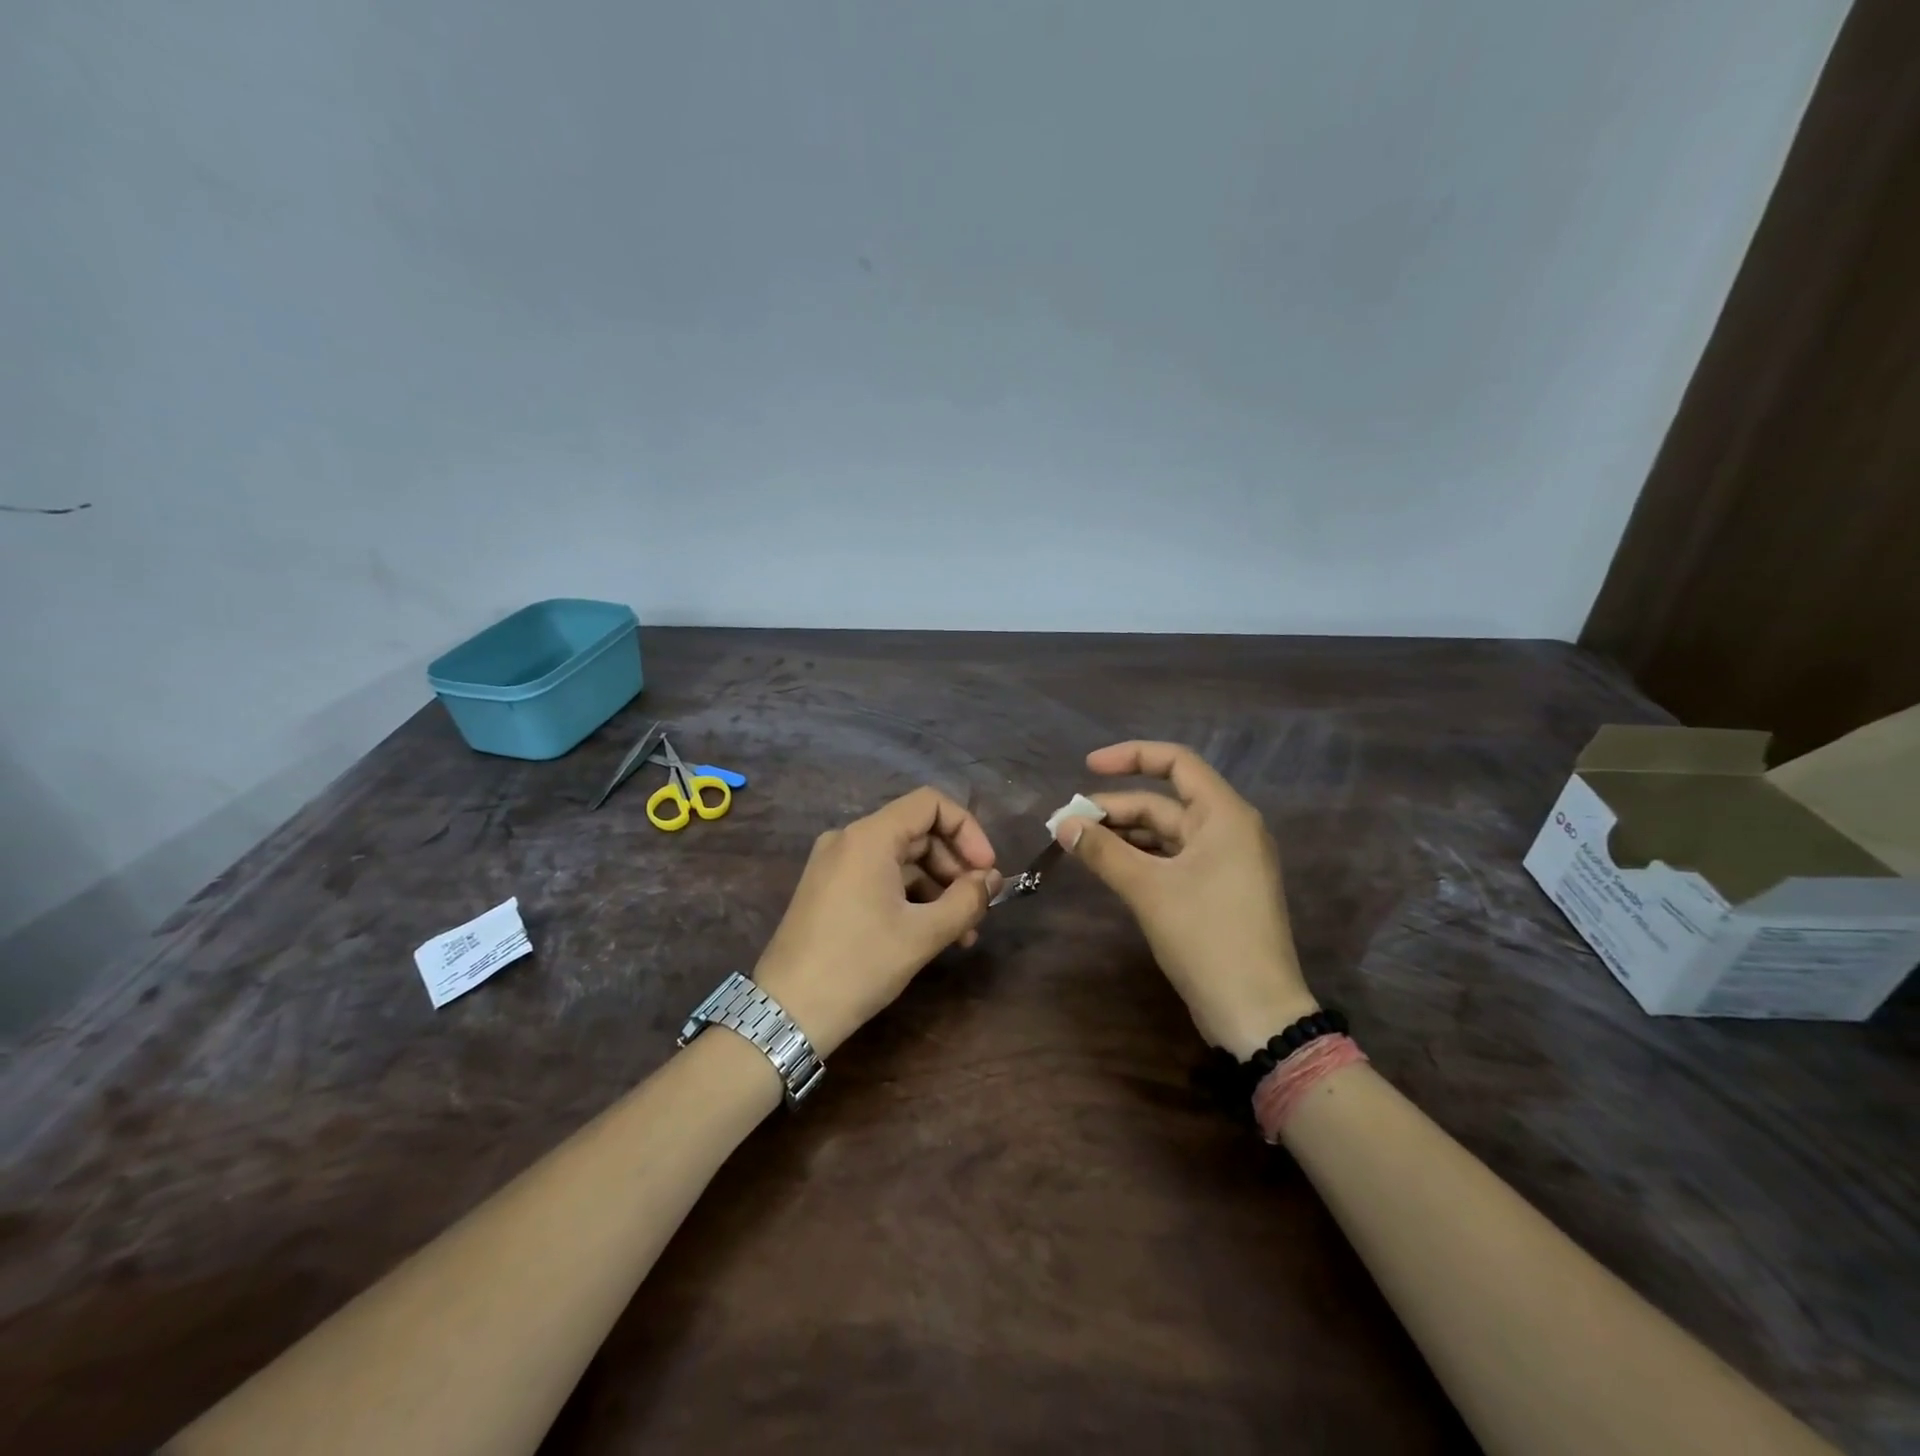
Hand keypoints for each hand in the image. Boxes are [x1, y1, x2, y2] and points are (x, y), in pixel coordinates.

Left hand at [752, 787, 1001, 1057]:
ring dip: (937, 888)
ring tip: (962, 933)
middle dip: (955, 867)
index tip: (986, 871)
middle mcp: (849, 839)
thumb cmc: (859, 965)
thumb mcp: (923, 934)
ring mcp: (835, 864)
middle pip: (918, 833)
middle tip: (979, 908)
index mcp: (869, 837)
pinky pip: (880, 878)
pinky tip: (931, 934)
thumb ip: (966, 900)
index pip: (930, 804)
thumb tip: (991, 880)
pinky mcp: (829, 890)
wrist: (787, 1013)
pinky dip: (910, 898)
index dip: (967, 830)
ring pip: (901, 860)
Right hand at [1057, 741, 1315, 1057]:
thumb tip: (1063, 824)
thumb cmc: (1207, 937)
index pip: (1176, 762)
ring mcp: (1223, 862)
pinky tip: (1106, 866)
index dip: (1131, 756)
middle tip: (1065, 824)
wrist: (1256, 1012)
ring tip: (1076, 844)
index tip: (1087, 767)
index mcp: (1224, 815)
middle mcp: (1227, 829)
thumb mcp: (1148, 889)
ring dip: (1122, 835)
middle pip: (1163, 802)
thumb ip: (1103, 851)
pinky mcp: (1215, 890)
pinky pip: (1171, 859)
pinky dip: (1138, 859)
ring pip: (1164, 833)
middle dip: (1114, 809)